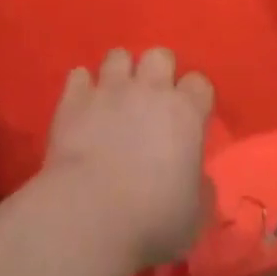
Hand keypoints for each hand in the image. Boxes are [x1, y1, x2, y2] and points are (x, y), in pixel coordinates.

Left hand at [44, 47, 214, 271]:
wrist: (89, 215)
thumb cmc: (151, 220)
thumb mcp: (195, 217)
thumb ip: (201, 190)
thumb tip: (199, 180)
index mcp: (185, 112)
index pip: (199, 83)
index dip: (196, 98)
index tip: (191, 117)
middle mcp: (149, 89)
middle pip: (159, 55)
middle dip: (158, 70)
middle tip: (153, 99)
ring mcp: (109, 89)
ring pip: (118, 56)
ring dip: (120, 72)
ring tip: (116, 96)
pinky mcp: (74, 99)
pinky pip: (79, 76)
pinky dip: (82, 87)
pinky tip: (83, 105)